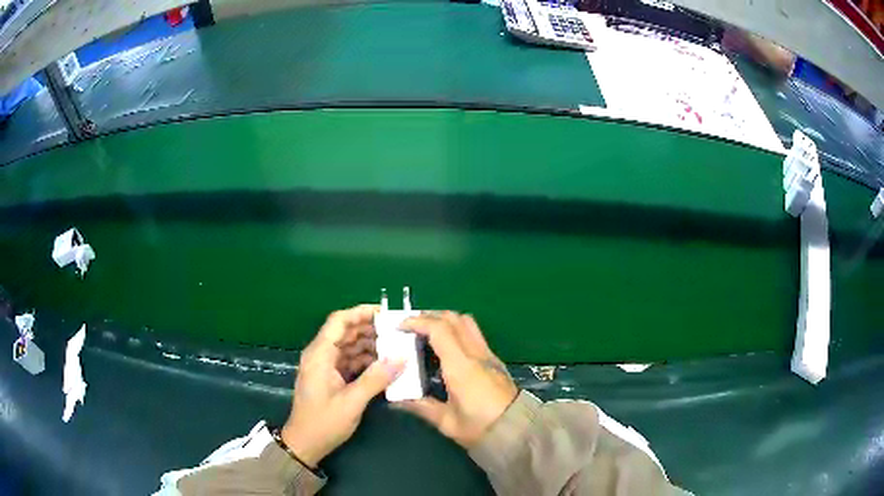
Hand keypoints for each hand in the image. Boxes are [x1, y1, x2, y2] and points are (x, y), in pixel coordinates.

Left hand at [282, 305, 403, 466]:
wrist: (305, 443)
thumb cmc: (324, 422)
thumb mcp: (352, 402)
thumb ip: (375, 379)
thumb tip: (401, 358)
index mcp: (320, 354)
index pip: (339, 321)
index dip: (361, 312)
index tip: (386, 313)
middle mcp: (320, 355)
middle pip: (345, 331)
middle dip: (370, 329)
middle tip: (398, 332)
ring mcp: (325, 366)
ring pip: (349, 346)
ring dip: (370, 345)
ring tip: (396, 348)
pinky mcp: (330, 376)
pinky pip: (349, 360)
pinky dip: (366, 360)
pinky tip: (384, 365)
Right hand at [398, 312, 517, 447]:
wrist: (519, 432)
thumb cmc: (481, 429)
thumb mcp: (447, 422)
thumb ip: (420, 407)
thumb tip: (395, 401)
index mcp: (461, 367)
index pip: (439, 329)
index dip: (417, 322)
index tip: (400, 327)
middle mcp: (476, 354)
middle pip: (454, 318)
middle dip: (430, 317)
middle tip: (411, 328)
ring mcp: (488, 355)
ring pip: (467, 323)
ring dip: (445, 321)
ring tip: (427, 335)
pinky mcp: (495, 361)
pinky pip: (474, 335)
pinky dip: (456, 331)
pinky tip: (445, 350)